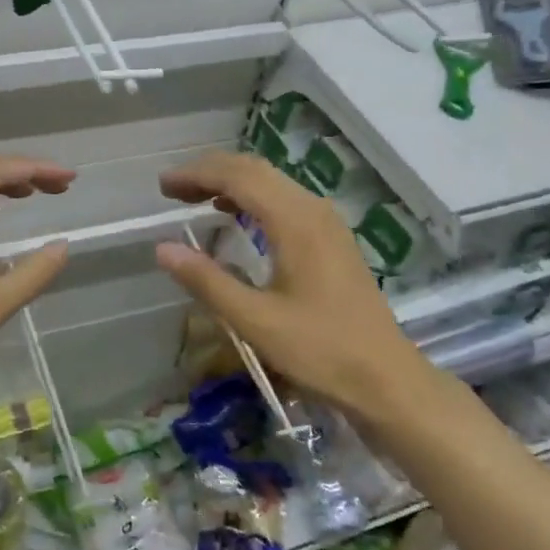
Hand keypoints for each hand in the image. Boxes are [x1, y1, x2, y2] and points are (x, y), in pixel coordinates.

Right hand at [153, 151, 425, 420]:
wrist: (386, 378)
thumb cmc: (321, 350)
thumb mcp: (256, 321)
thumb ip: (207, 281)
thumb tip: (163, 248)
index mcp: (295, 221)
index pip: (238, 177)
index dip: (196, 174)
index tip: (162, 186)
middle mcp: (313, 209)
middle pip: (255, 170)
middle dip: (210, 172)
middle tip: (172, 190)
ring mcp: (327, 222)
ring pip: (272, 182)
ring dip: (231, 182)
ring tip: (194, 198)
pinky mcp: (332, 238)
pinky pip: (285, 199)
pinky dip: (253, 197)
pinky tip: (235, 215)